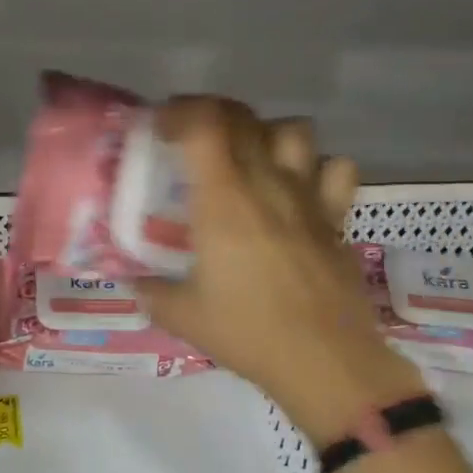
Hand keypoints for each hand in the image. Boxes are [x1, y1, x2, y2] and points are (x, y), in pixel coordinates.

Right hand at [138, 97, 425, 446]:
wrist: (324, 360)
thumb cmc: (248, 333)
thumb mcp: (182, 316)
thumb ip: (151, 292)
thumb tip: (135, 282)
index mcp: (223, 200)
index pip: (204, 123)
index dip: (179, 112)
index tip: (161, 128)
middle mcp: (267, 184)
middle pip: (243, 117)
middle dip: (211, 114)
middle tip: (192, 139)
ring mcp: (308, 197)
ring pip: (294, 130)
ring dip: (266, 132)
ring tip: (249, 156)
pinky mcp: (337, 218)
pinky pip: (336, 169)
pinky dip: (317, 168)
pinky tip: (301, 188)